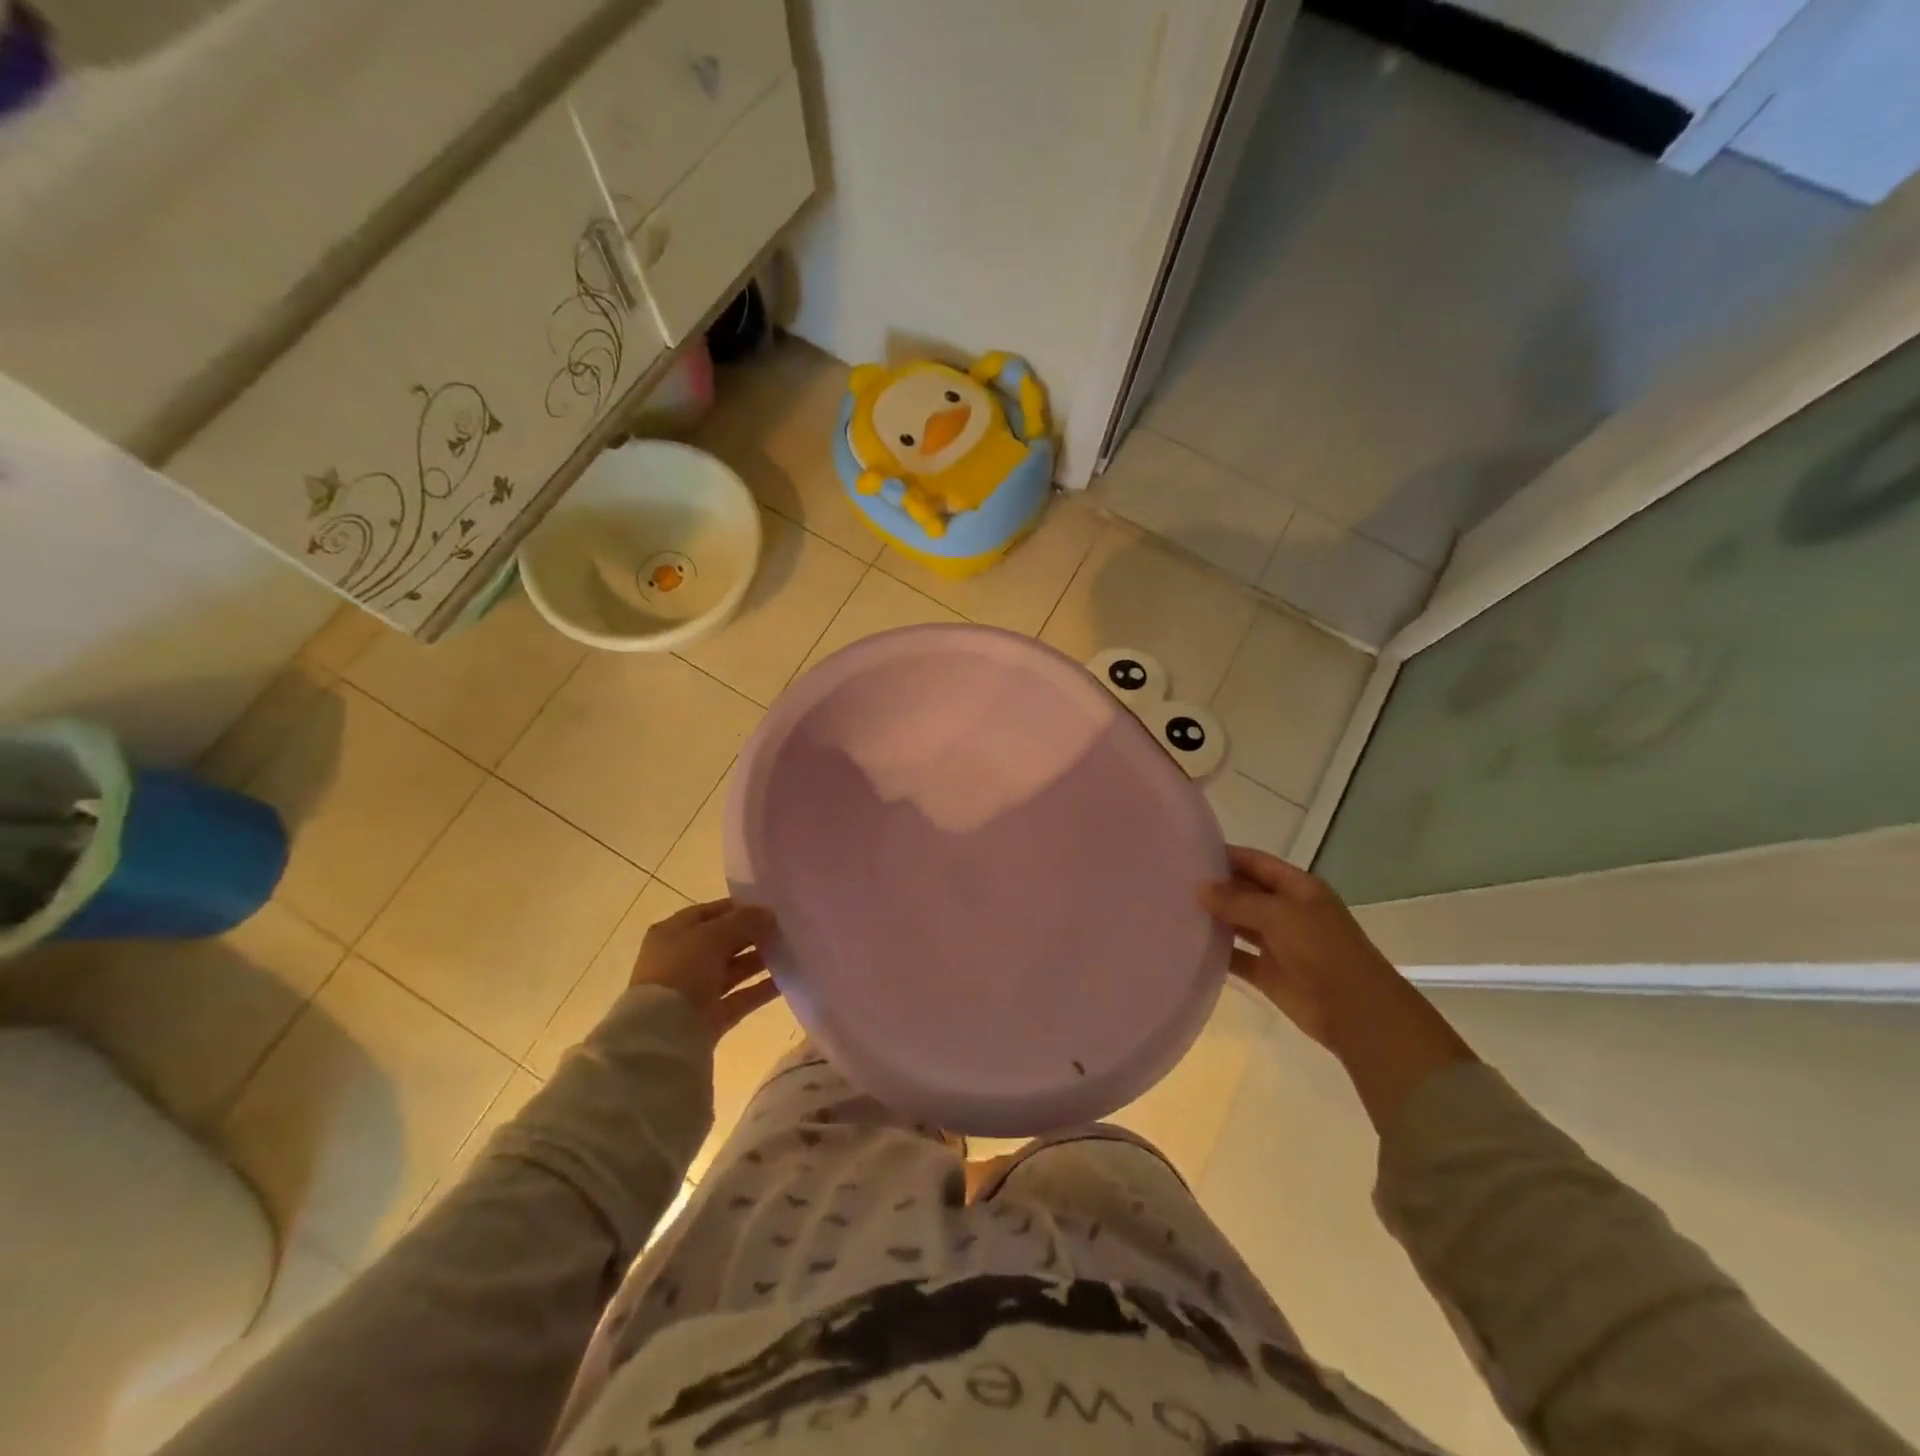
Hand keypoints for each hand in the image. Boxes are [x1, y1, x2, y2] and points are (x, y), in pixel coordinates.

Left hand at [629, 898, 781, 1043]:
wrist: (662, 1034)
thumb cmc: (682, 970)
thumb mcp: (713, 935)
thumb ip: (744, 921)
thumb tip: (769, 915)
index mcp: (673, 933)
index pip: (710, 913)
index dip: (739, 908)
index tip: (770, 907)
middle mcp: (682, 959)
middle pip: (723, 941)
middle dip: (753, 935)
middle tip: (785, 929)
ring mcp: (696, 990)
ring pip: (734, 970)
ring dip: (760, 961)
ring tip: (791, 952)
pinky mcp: (710, 1017)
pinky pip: (741, 997)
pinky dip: (762, 989)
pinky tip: (787, 980)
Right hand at [1200, 847, 1474, 1129]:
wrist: (1354, 1010)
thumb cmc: (1322, 950)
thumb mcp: (1280, 915)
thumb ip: (1238, 901)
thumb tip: (1200, 889)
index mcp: (1298, 888)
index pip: (1256, 863)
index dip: (1226, 855)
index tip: (1189, 853)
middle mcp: (1287, 911)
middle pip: (1245, 892)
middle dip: (1215, 887)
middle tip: (1171, 881)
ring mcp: (1277, 943)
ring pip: (1239, 924)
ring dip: (1213, 919)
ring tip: (1172, 909)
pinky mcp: (1268, 974)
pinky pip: (1237, 957)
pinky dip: (1217, 953)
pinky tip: (1188, 946)